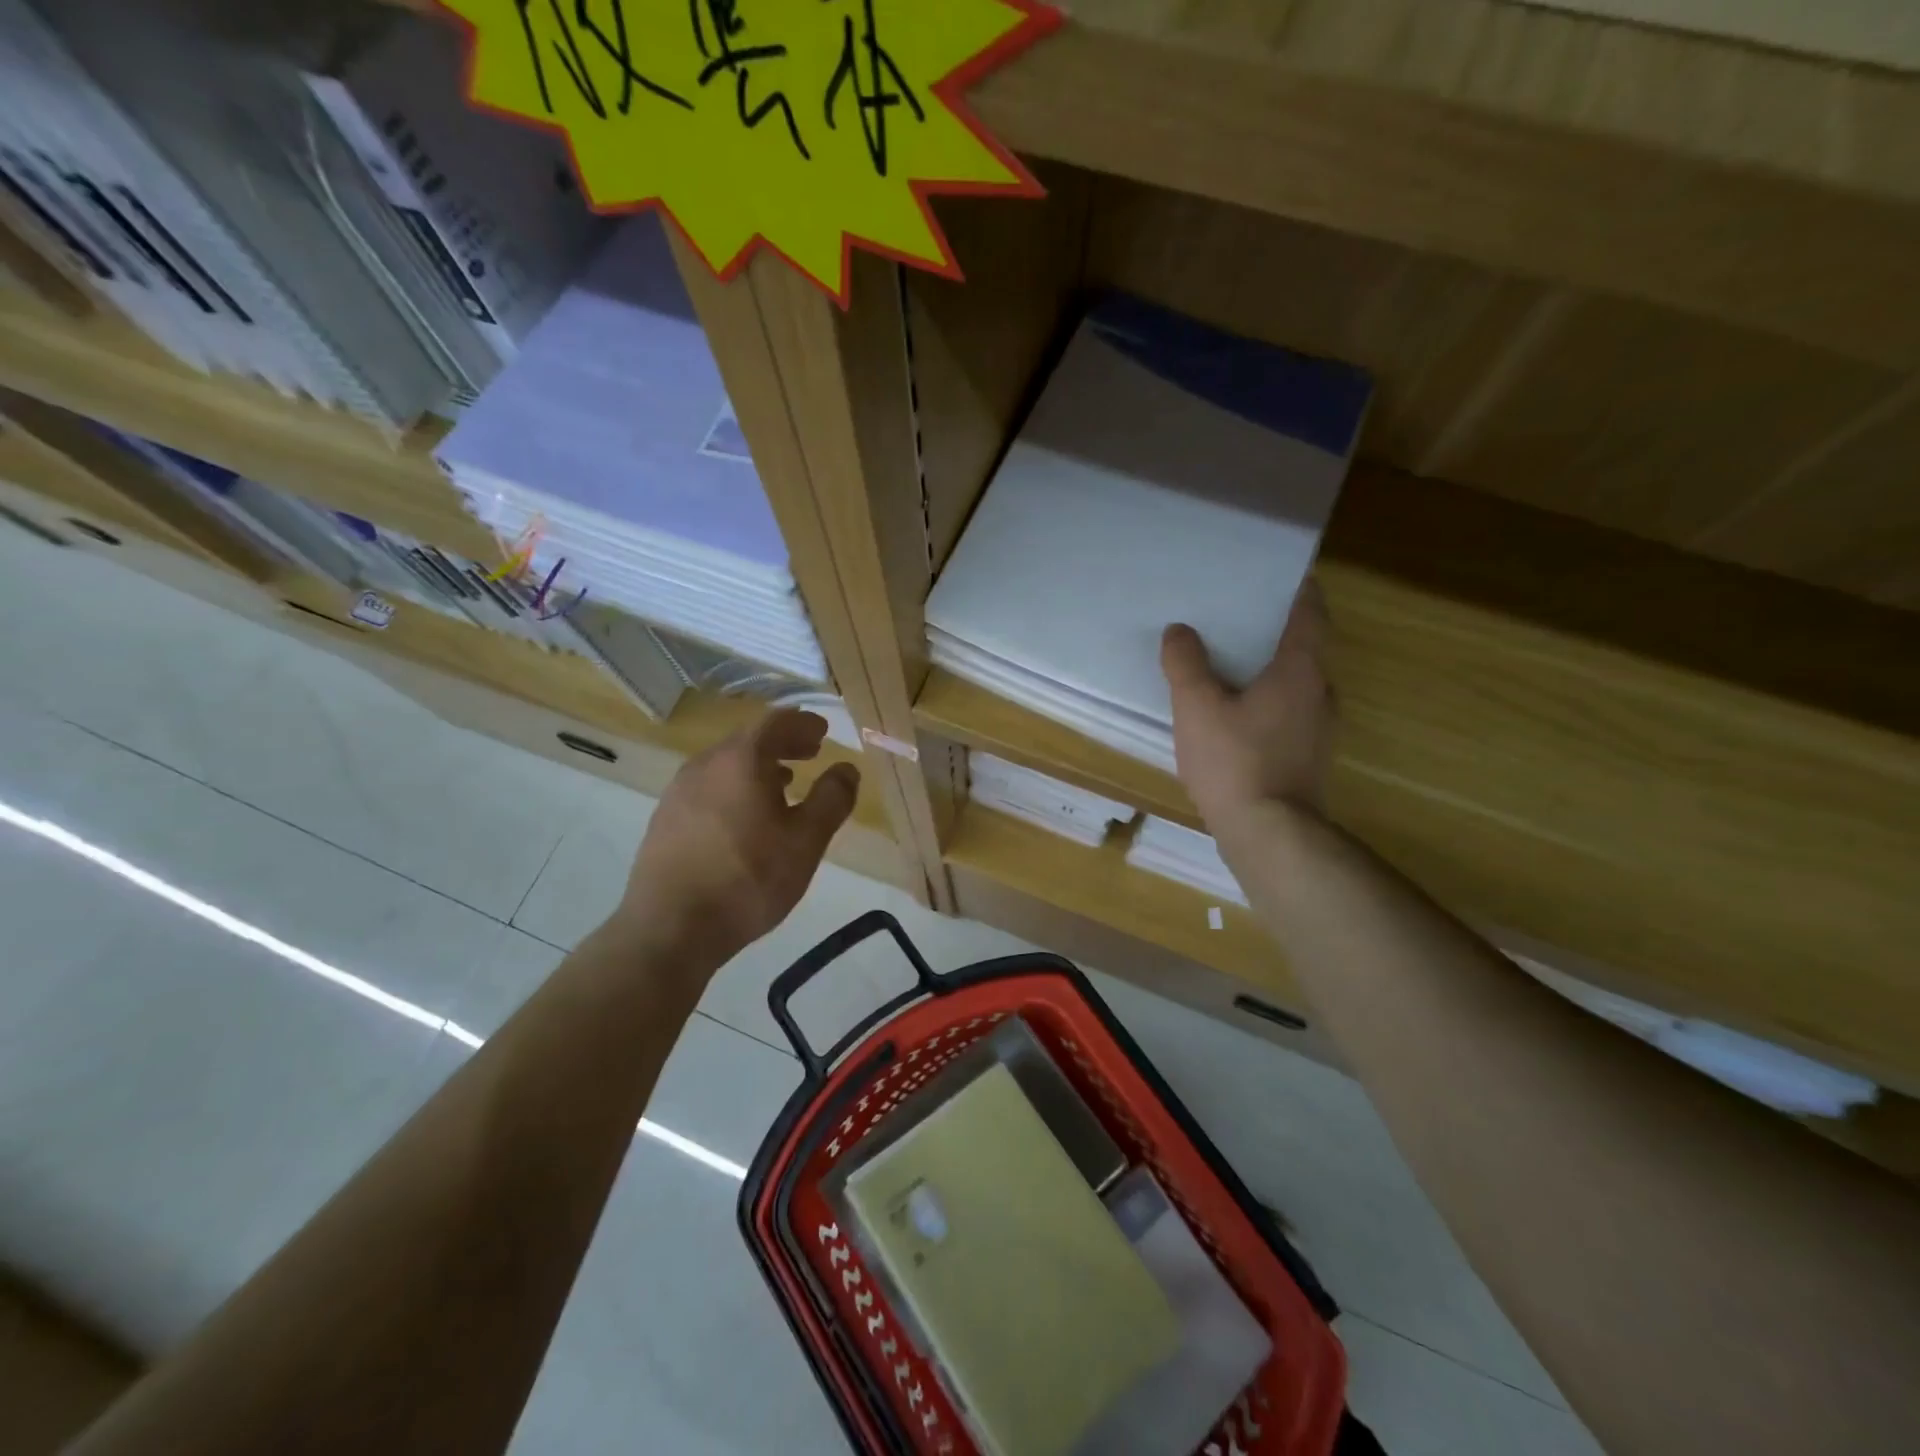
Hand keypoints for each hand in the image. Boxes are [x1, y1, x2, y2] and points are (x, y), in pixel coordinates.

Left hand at [618, 709, 860, 965]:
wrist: (669, 928)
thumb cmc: (748, 880)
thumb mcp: (806, 842)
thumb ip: (832, 799)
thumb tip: (846, 769)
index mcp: (741, 760)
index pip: (776, 722)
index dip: (803, 724)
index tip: (822, 732)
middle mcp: (705, 764)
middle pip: (749, 740)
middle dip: (783, 743)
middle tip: (810, 753)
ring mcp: (679, 791)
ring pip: (726, 764)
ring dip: (758, 766)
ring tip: (784, 784)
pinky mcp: (665, 819)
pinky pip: (709, 787)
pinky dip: (735, 787)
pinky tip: (746, 817)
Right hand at [1160, 581, 1334, 833]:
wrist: (1271, 835)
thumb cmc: (1236, 762)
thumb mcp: (1197, 708)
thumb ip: (1186, 664)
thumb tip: (1180, 631)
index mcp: (1301, 669)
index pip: (1310, 612)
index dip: (1296, 589)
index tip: (1273, 575)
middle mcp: (1321, 692)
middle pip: (1304, 646)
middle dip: (1273, 630)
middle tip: (1234, 618)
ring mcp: (1320, 729)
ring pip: (1296, 683)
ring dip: (1269, 669)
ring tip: (1228, 664)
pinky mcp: (1309, 757)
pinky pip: (1288, 713)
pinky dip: (1267, 702)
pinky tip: (1234, 715)